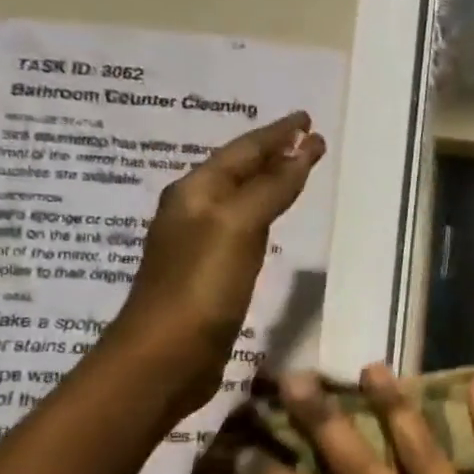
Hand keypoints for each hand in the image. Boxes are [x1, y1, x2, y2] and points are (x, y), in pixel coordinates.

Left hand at [110, 112, 325, 420]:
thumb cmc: (201, 285)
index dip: (277, 134)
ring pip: (241, 196)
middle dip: (273, 151)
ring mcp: (201, 241)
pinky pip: (244, 226)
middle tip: (306, 138)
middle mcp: (195, 209)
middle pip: (239, 169)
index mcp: (196, 192)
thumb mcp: (239, 228)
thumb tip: (302, 151)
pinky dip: (264, 211)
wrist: (166, 354)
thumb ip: (272, 189)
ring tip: (295, 168)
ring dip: (268, 179)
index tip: (306, 120)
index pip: (244, 151)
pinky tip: (273, 218)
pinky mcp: (211, 270)